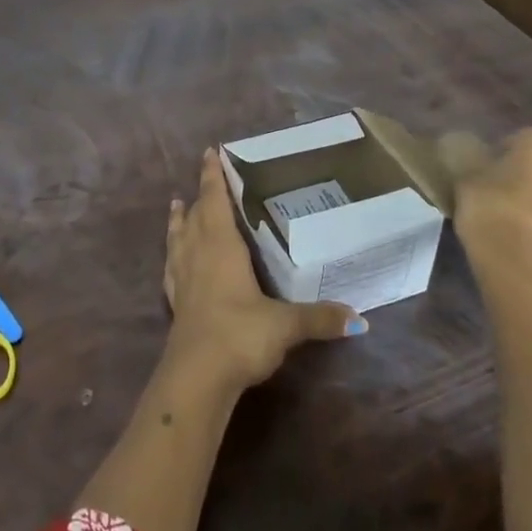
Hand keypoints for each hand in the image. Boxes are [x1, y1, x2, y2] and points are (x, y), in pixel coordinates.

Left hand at [163, 148, 363, 389]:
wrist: (197, 377)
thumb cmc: (240, 335)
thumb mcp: (286, 325)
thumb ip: (320, 318)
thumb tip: (360, 319)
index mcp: (221, 247)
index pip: (215, 200)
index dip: (213, 176)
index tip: (210, 152)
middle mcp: (197, 254)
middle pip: (196, 214)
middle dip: (201, 193)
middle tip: (205, 175)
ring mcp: (182, 278)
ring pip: (178, 237)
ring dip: (179, 219)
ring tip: (177, 204)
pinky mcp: (175, 302)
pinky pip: (171, 265)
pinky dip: (171, 252)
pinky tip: (172, 257)